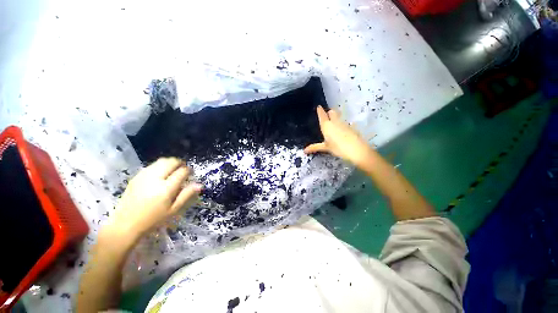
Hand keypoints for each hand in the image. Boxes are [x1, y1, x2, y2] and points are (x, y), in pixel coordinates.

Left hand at [105, 157, 201, 241]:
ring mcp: (144, 176)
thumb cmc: (153, 219)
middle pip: (171, 162)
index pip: (182, 172)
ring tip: (173, 170)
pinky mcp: (136, 177)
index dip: (189, 170)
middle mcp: (155, 179)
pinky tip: (161, 174)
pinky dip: (160, 166)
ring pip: (161, 161)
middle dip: (180, 163)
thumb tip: (199, 185)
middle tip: (183, 169)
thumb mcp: (173, 210)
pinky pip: (151, 165)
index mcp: (166, 188)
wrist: (125, 224)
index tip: (191, 173)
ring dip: (170, 163)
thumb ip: (186, 195)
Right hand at [304, 106, 372, 169]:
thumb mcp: (326, 148)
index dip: (320, 111)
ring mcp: (344, 123)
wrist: (357, 150)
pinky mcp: (351, 127)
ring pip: (338, 116)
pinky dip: (341, 124)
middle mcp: (335, 122)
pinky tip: (341, 130)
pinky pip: (344, 122)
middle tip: (327, 115)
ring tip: (333, 123)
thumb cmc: (338, 148)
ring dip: (335, 117)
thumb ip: (315, 147)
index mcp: (327, 126)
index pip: (322, 115)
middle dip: (329, 112)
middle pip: (332, 112)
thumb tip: (305, 150)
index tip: (319, 107)